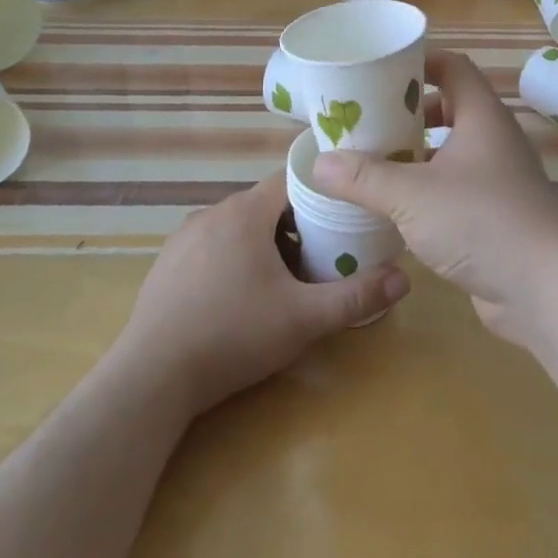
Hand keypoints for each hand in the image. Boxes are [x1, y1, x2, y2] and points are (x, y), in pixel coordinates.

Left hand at [115, 173, 409, 415]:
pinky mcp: (166, 263)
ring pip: (237, 226)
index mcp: (245, 212)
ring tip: (282, 281)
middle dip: (294, 226)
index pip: (290, 180)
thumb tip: (405, 279)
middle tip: (319, 259)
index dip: (320, 195)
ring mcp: (184, 236)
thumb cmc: (234, 335)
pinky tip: (237, 298)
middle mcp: (212, 212)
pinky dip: (232, 258)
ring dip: (262, 243)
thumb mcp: (304, 318)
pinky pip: (211, 246)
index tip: (342, 218)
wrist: (152, 377)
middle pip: (265, 205)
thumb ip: (355, 297)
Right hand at [310, 50, 557, 346]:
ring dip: (414, 156)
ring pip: (450, 154)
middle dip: (407, 114)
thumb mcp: (412, 195)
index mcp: (482, 117)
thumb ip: (364, 178)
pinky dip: (426, 191)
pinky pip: (455, 190)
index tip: (379, 71)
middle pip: (449, 109)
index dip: (419, 62)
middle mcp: (493, 141)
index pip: (453, 68)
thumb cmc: (481, 221)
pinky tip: (395, 208)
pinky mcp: (496, 217)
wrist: (548, 289)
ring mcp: (498, 181)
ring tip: (371, 163)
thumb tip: (319, 164)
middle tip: (366, 121)